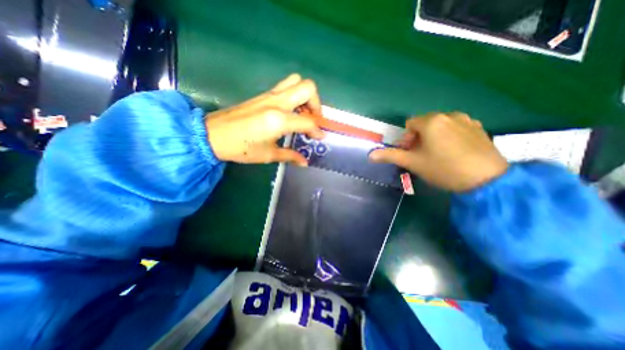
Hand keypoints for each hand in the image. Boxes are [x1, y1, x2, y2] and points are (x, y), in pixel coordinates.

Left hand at [205, 73, 324, 165]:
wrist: (212, 134)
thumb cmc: (240, 148)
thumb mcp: (268, 155)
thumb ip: (290, 156)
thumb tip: (305, 162)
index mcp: (278, 120)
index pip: (308, 121)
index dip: (317, 130)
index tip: (320, 137)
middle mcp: (277, 103)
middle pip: (308, 88)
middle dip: (316, 104)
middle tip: (313, 120)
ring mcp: (269, 95)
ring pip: (297, 82)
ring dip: (305, 97)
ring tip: (303, 114)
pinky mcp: (263, 95)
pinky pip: (286, 87)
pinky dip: (295, 96)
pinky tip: (290, 112)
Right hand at [370, 112, 506, 190]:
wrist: (486, 180)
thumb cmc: (443, 168)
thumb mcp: (412, 163)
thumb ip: (390, 156)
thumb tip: (370, 155)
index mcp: (431, 121)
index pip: (410, 125)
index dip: (406, 139)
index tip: (410, 153)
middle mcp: (449, 115)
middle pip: (424, 124)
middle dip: (419, 138)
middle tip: (422, 155)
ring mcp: (466, 120)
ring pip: (440, 126)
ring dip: (433, 137)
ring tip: (438, 154)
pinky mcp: (479, 128)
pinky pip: (456, 128)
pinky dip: (449, 137)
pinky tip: (454, 152)